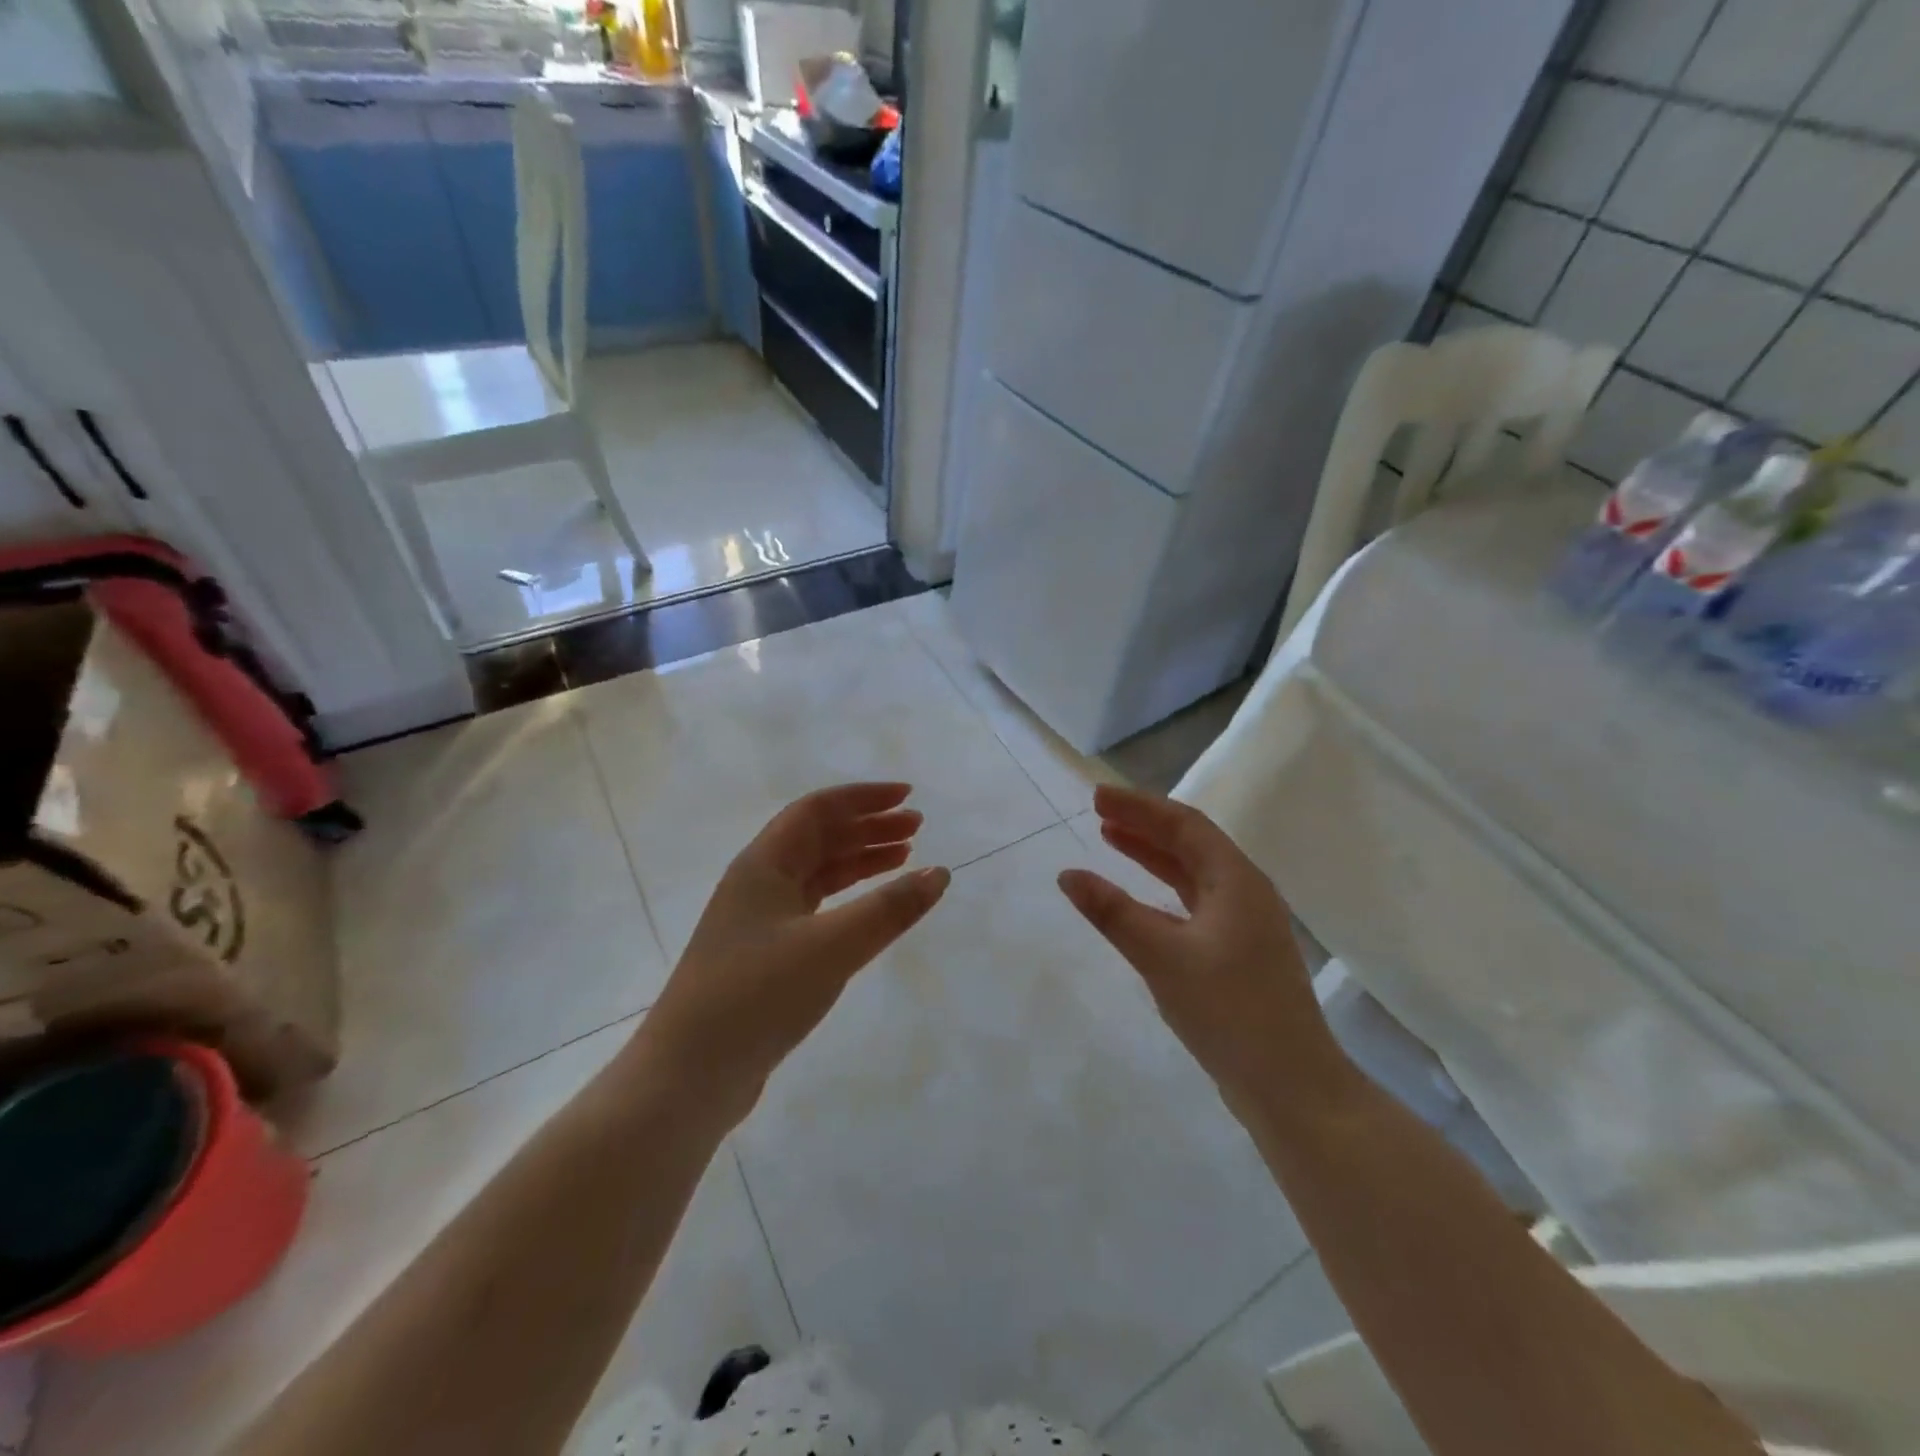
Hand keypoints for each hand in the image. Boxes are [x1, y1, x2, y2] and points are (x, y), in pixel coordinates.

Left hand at [637, 783, 949, 1123]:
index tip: (908, 797)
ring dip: (860, 860)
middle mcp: (759, 882)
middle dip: (868, 827)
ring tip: (905, 859)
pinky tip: (871, 910)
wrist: (690, 1075)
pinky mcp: (766, 955)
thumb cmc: (758, 995)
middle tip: (917, 828)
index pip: (817, 810)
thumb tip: (939, 873)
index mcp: (763, 864)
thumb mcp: (832, 947)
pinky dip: (848, 900)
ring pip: (818, 873)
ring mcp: (760, 920)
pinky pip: (815, 908)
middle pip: (819, 837)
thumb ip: (889, 909)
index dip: (864, 798)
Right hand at [1057, 785, 1347, 1119]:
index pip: (1184, 825)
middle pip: (1190, 843)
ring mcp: (1245, 925)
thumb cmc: (1229, 1012)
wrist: (1291, 1087)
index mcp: (1237, 881)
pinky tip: (1140, 900)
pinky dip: (1163, 891)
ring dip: (1153, 855)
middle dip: (1144, 825)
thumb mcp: (1163, 957)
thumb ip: (1113, 913)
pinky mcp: (1239, 954)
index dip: (1140, 807)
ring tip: (1111, 839)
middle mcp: (1246, 893)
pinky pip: (1195, 903)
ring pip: (1193, 874)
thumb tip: (1068, 875)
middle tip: (1099, 812)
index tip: (1097, 797)